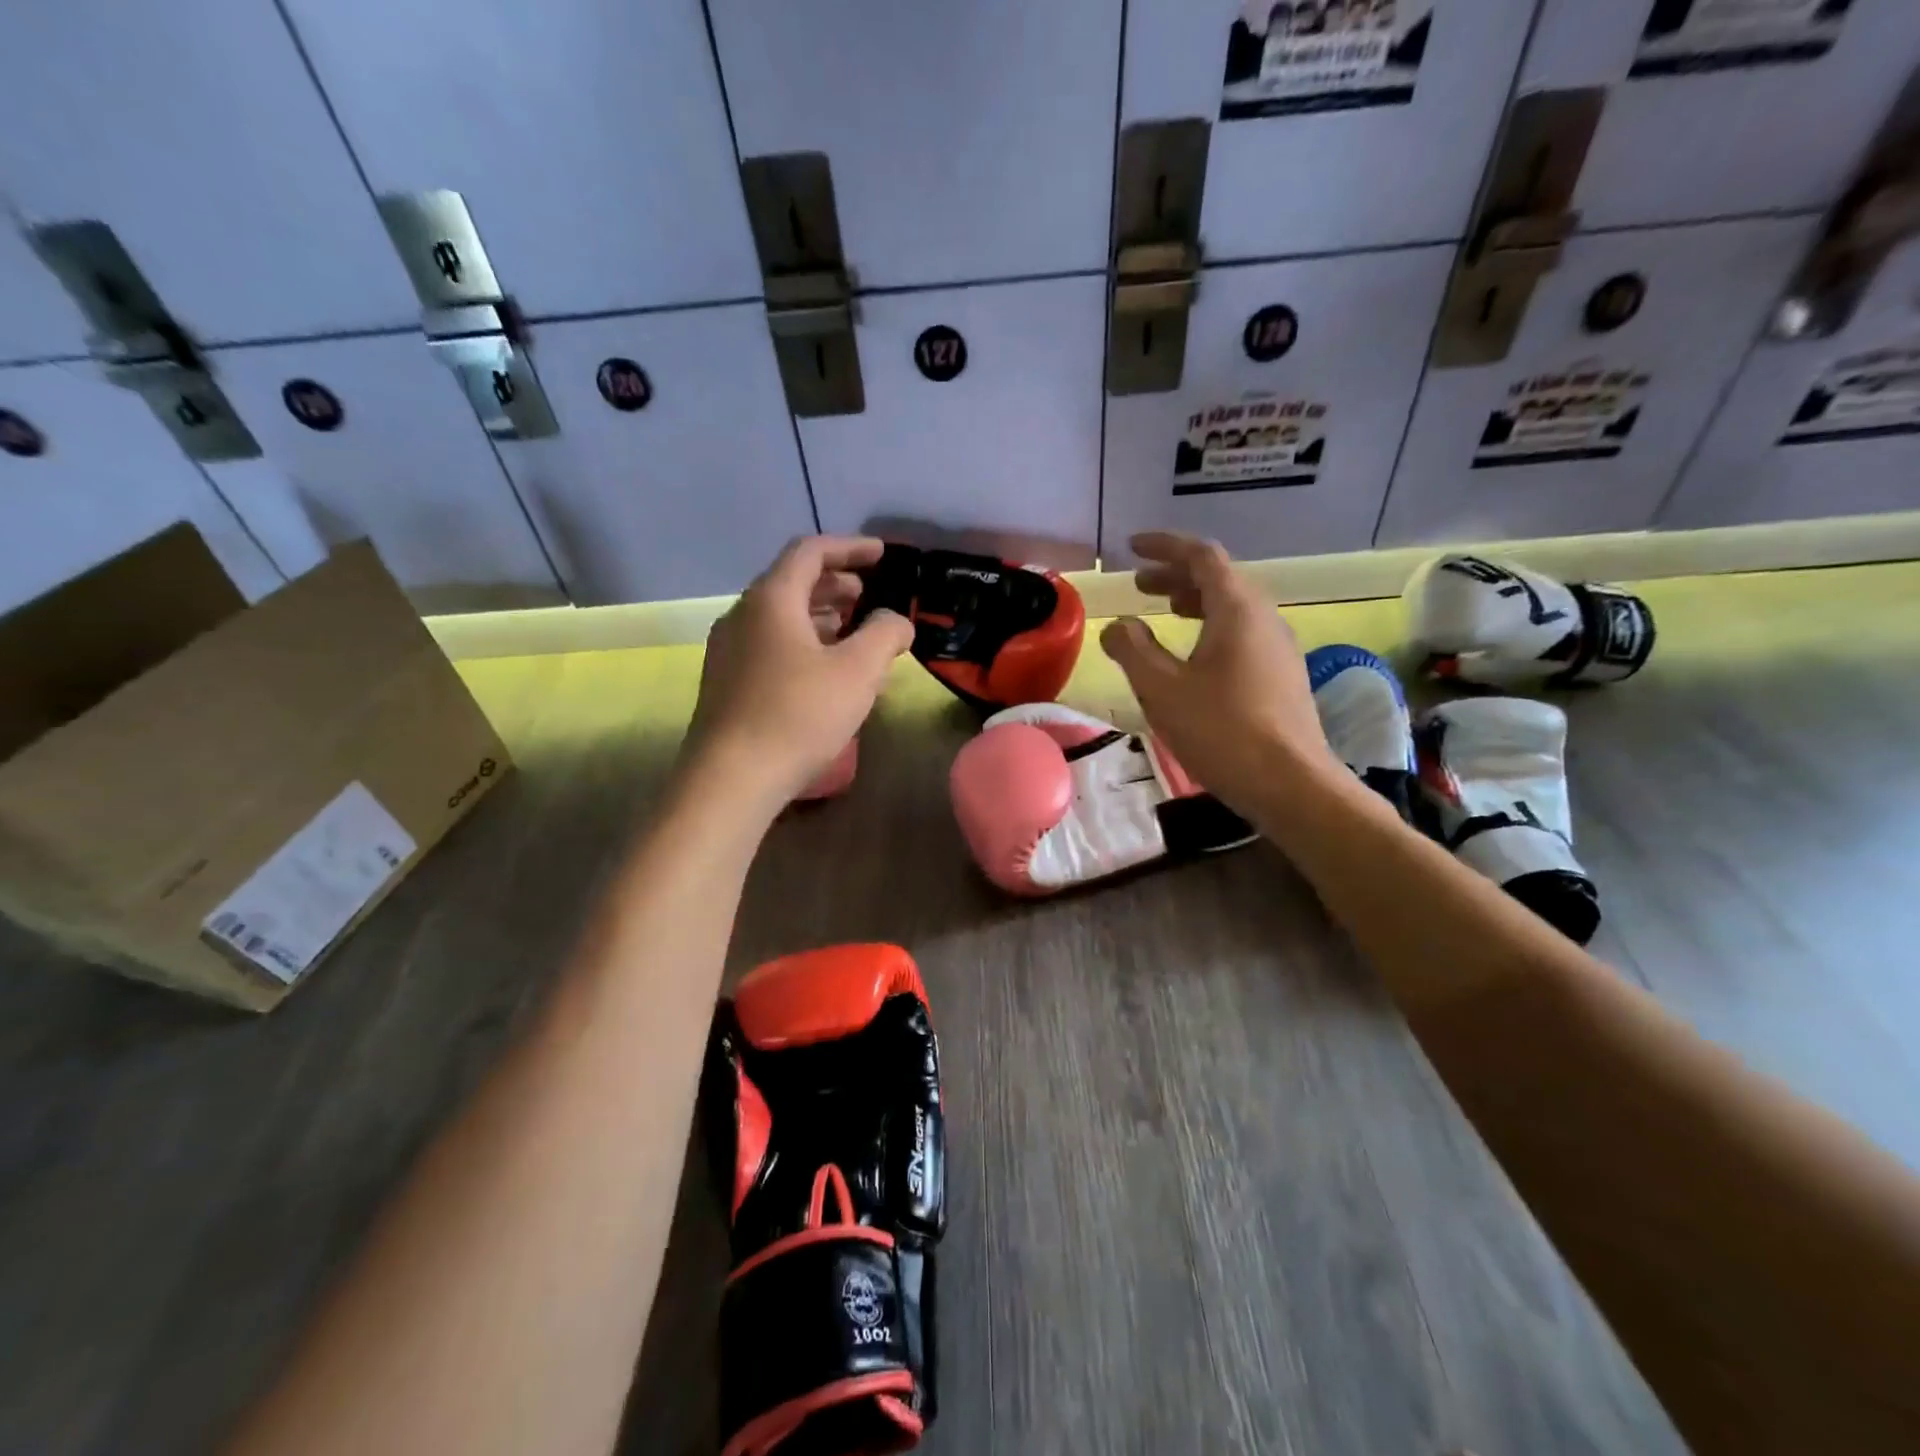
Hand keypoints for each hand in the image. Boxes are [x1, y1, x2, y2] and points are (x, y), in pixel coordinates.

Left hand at [683, 536, 913, 809]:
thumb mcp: (858, 671)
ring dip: (817, 615)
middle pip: (791, 582)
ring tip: (849, 631)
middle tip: (866, 595)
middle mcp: (742, 615)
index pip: (810, 552)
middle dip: (834, 584)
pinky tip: (821, 669)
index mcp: (772, 599)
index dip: (850, 548)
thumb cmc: (799, 715)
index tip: (881, 555)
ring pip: (778, 616)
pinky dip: (800, 641)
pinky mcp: (725, 682)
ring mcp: (728, 650)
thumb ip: (885, 634)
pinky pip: (768, 643)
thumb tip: (895, 621)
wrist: (731, 778)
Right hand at [1099, 532, 1335, 813]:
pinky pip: (1243, 634)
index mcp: (1237, 609)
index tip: (1132, 547)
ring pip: (1233, 608)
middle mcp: (1265, 618)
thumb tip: (1118, 626)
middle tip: (1140, 585)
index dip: (1164, 546)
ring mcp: (1279, 648)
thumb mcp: (1161, 688)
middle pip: (1220, 579)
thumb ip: (1133, 650)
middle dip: (1176, 576)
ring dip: (1195, 603)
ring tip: (1165, 613)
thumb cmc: (1221, 730)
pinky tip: (1194, 657)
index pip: (1201, 556)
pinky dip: (1212, 629)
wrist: (1290, 784)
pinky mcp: (1282, 676)